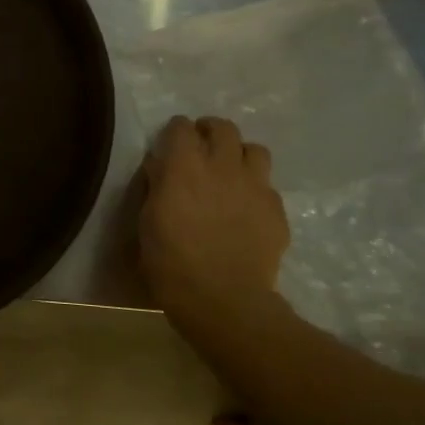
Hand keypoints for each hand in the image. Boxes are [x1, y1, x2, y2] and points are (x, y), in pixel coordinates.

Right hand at [137, 115, 288, 311]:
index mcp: (184, 167)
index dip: (175, 130)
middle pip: (224, 128)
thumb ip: (156, 185)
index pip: (181, 127)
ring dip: (240, 154)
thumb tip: (160, 166)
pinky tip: (245, 206)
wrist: (222, 297)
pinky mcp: (276, 210)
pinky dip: (255, 187)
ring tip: (230, 170)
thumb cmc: (169, 259)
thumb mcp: (147, 219)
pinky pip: (268, 185)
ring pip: (255, 150)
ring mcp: (255, 187)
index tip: (170, 140)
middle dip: (210, 131)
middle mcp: (223, 167)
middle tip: (201, 146)